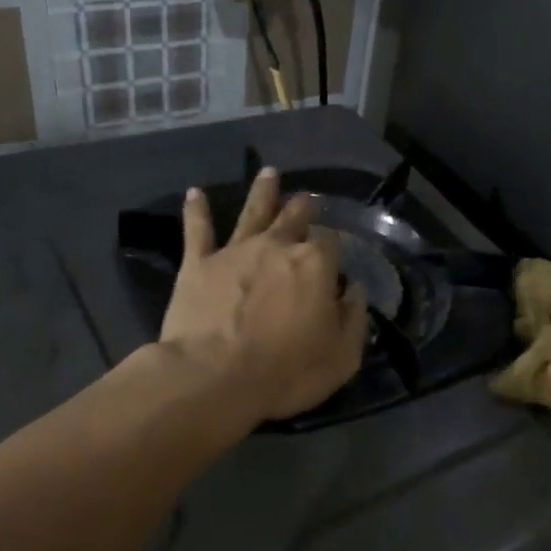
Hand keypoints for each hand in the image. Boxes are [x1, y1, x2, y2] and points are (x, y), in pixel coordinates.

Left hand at [161, 168, 369, 422]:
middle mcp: (277, 246)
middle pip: (294, 218)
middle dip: (304, 208)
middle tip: (307, 200)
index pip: (331, 244)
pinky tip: (195, 194)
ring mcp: (235, 251)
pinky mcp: (198, 264)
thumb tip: (355, 291)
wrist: (214, 377)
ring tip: (269, 173)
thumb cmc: (286, 372)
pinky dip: (197, 210)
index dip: (333, 252)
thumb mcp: (342, 356)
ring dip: (263, 191)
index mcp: (315, 264)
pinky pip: (197, 230)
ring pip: (252, 211)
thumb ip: (353, 318)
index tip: (333, 264)